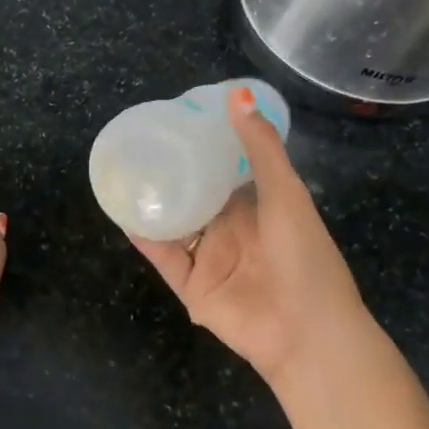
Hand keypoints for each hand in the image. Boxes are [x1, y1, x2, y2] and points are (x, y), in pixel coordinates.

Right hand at [129, 87, 370, 383]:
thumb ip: (259, 148)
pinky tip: (122, 212)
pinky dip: (143, 235)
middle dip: (169, 172)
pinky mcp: (191, 286)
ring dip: (151, 202)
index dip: (202, 146)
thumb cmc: (304, 257)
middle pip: (193, 194)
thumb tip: (237, 94)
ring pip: (172, 223)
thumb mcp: (285, 194)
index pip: (223, 170)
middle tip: (138, 142)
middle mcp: (230, 229)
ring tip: (122, 172)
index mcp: (256, 207)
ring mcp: (209, 258)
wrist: (307, 334)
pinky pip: (162, 255)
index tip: (175, 120)